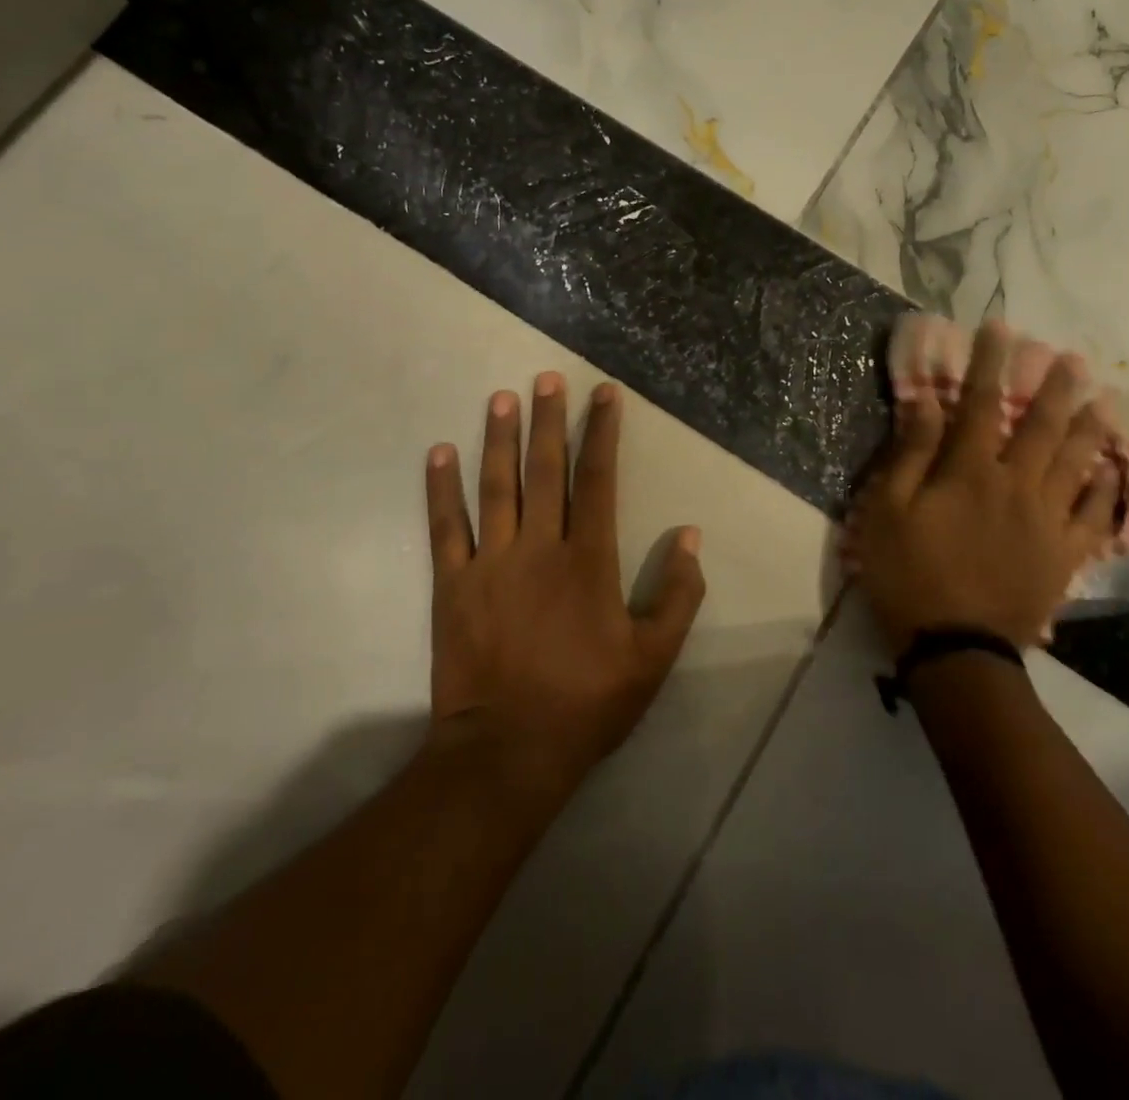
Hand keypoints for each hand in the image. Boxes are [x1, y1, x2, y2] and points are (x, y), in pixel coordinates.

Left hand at [424, 373, 705, 786]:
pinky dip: (440, 488)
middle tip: (546, 377)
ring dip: (498, 439)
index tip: (604, 394)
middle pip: (545, 470)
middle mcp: (540, 547)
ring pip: (495, 487)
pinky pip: (445, 527)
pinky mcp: (452, 584)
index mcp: (589, 560)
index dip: (602, 433)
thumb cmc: (588, 702)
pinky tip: (439, 453)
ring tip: (500, 398)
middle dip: (549, 420)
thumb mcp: (654, 657)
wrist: (509, 750)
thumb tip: (689, 536)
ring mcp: (490, 563)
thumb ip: (678, 594)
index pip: (598, 480)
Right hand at [852, 321, 1122, 654]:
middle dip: (1056, 388)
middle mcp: (1016, 486)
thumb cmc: (909, 574)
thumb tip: (926, 402)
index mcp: (970, 473)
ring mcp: (1047, 521)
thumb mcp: (887, 511)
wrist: (955, 647)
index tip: (1000, 330)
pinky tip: (1117, 470)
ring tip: (1106, 401)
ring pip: (1077, 464)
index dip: (991, 364)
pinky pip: (1095, 516)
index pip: (982, 405)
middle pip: (1042, 427)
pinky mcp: (1064, 556)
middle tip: (1074, 359)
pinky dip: (1108, 490)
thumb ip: (910, 454)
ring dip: (1091, 429)